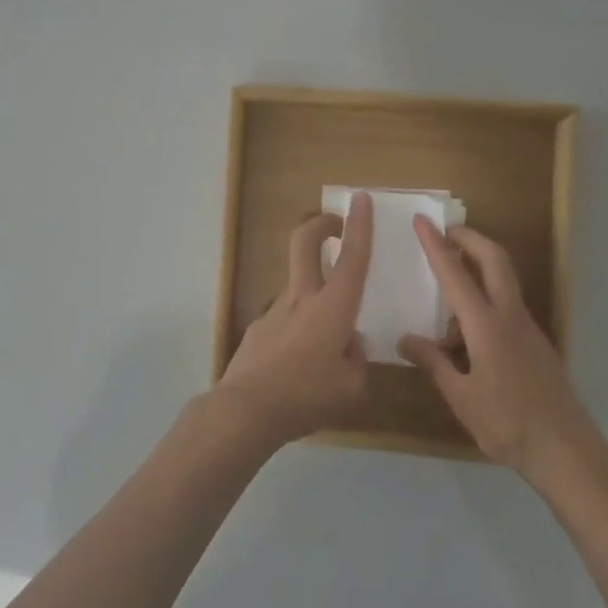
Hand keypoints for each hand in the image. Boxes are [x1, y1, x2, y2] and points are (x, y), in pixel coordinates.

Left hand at [215, 193, 374, 445]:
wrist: (246, 409)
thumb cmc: (307, 395)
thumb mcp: (353, 388)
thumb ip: (357, 359)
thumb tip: (349, 344)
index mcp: (333, 308)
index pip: (352, 258)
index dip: (359, 226)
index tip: (361, 198)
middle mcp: (302, 299)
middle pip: (305, 243)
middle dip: (321, 224)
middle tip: (334, 224)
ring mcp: (274, 311)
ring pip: (296, 286)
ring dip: (313, 296)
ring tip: (326, 347)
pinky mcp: (257, 330)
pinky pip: (284, 321)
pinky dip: (297, 332)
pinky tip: (297, 368)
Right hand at [399, 218, 598, 480]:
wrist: (566, 451)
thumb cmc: (507, 424)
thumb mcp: (461, 397)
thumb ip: (433, 362)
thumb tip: (405, 339)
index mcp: (486, 326)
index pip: (456, 275)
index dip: (436, 245)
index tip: (422, 220)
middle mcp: (510, 317)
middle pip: (495, 259)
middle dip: (470, 238)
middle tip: (444, 232)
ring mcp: (527, 328)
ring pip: (504, 279)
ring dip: (480, 264)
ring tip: (447, 280)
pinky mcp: (535, 342)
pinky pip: (507, 304)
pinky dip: (486, 295)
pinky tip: (465, 327)